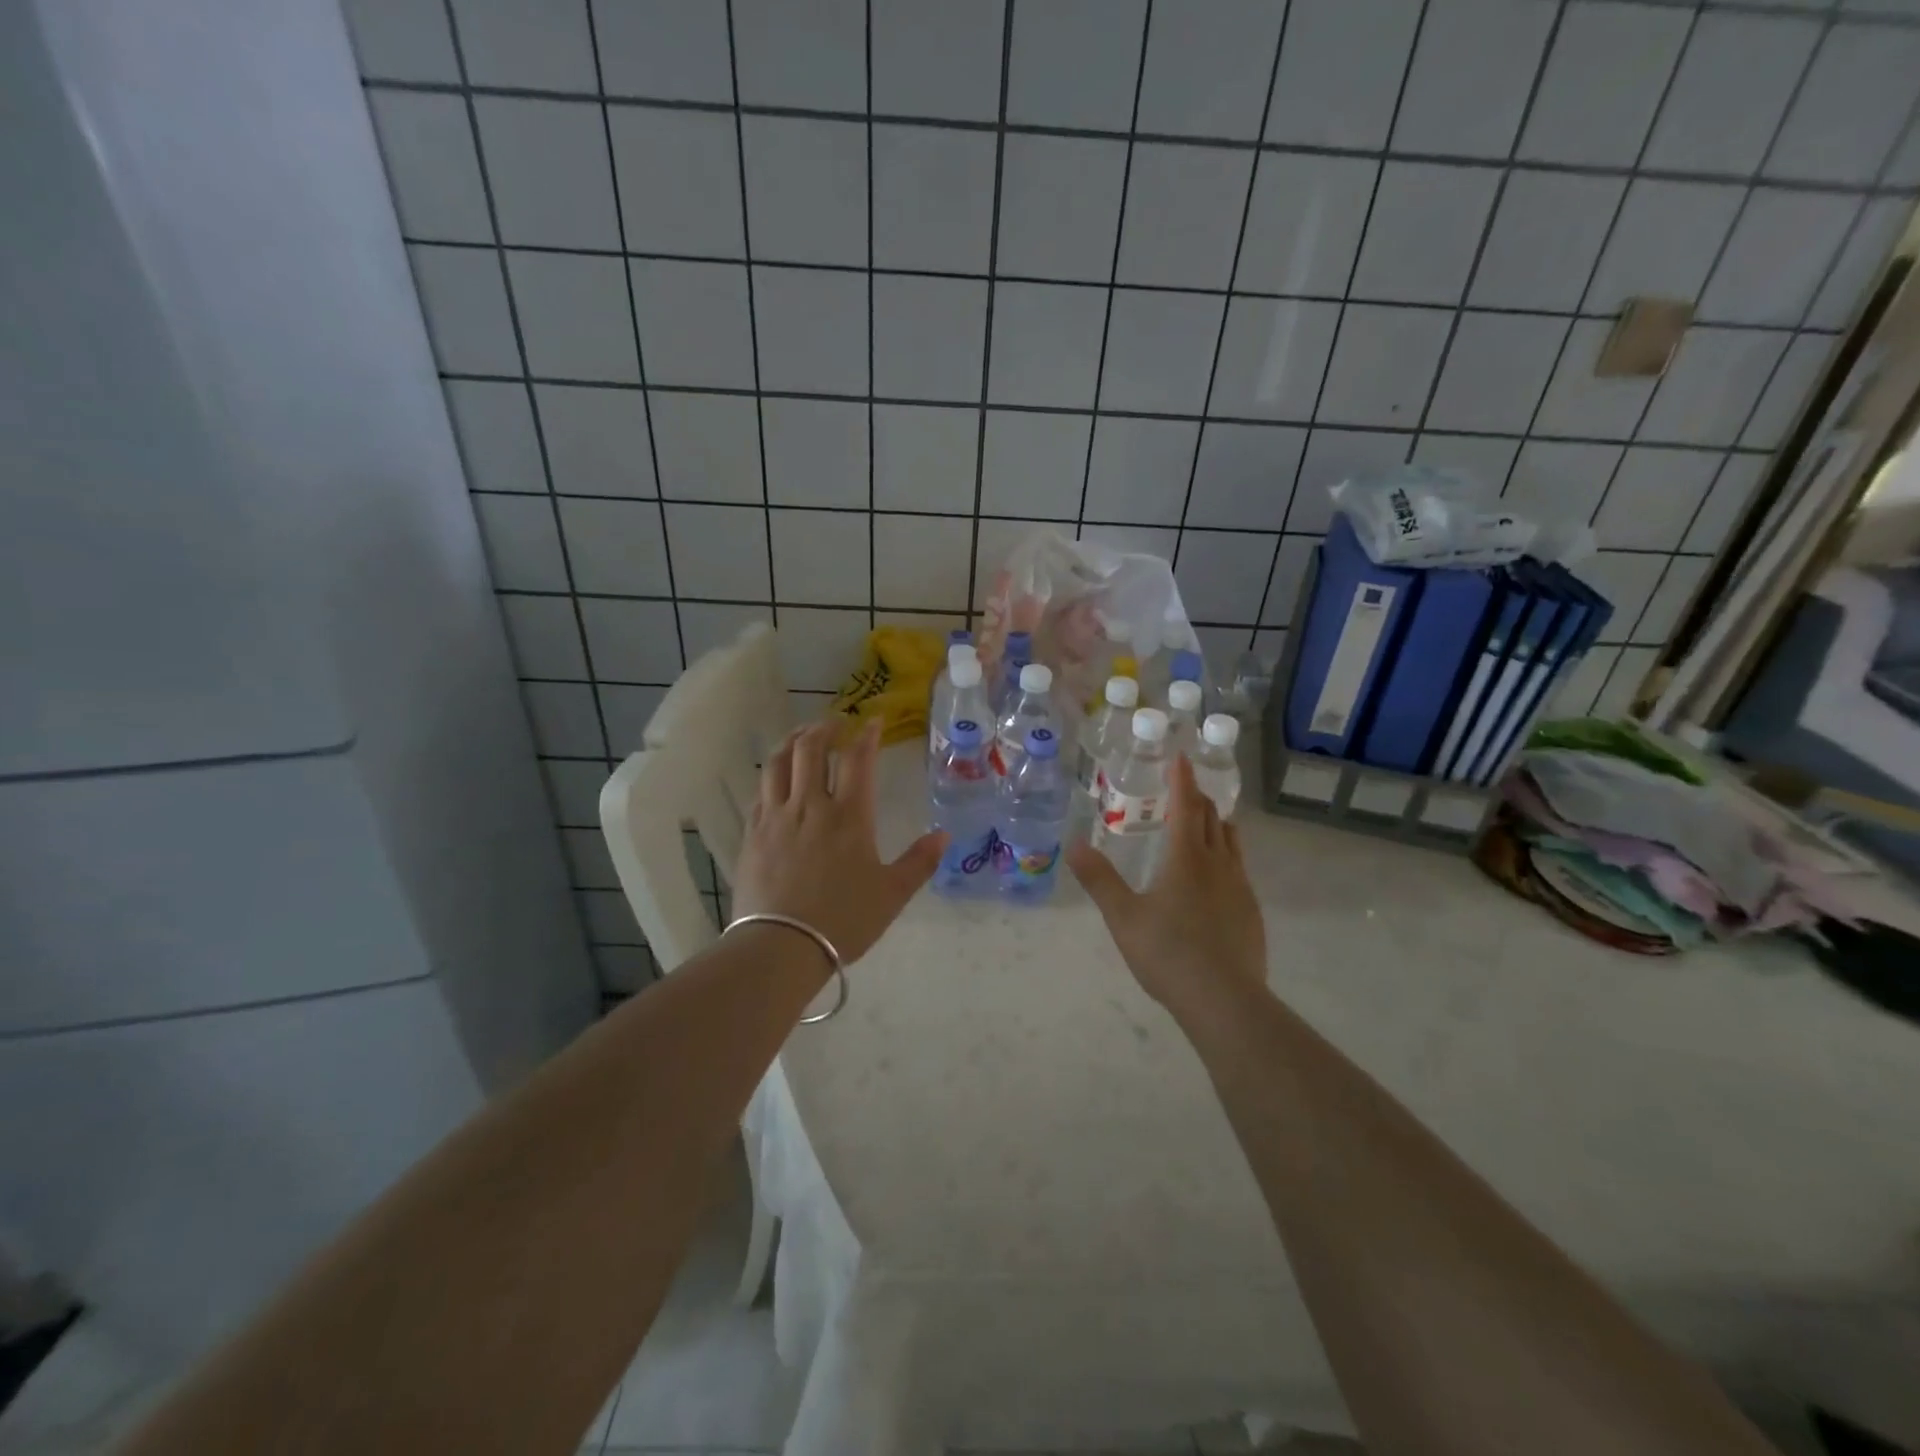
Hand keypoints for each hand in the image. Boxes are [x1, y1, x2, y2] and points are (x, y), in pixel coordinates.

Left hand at [734, 719, 945, 964]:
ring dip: (792, 741)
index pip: (857, 759)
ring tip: (802, 735)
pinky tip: (776, 779)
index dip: (866, 735)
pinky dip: (771, 775)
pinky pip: (760, 792)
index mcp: (848, 816)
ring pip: (778, 763)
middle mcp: (810, 806)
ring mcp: (776, 818)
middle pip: (810, 749)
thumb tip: (944, 835)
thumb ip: (920, 862)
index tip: (873, 721)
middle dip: (824, 728)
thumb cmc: (843, 920)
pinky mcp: (752, 834)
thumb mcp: (892, 894)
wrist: (781, 946)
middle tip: (835, 723)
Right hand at [1067, 755, 1266, 1021]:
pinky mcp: (1251, 911)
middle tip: (1185, 788)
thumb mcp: (1123, 916)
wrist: (1224, 1000)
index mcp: (1186, 857)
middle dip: (1198, 798)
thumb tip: (1073, 844)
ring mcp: (1240, 887)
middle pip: (1212, 818)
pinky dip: (1226, 855)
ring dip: (1217, 823)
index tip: (1181, 757)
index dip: (1183, 779)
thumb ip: (1098, 879)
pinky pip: (1239, 869)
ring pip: (1231, 841)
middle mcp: (1218, 863)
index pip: (1186, 805)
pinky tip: (1216, 876)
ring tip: (1205, 821)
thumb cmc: (1168, 953)